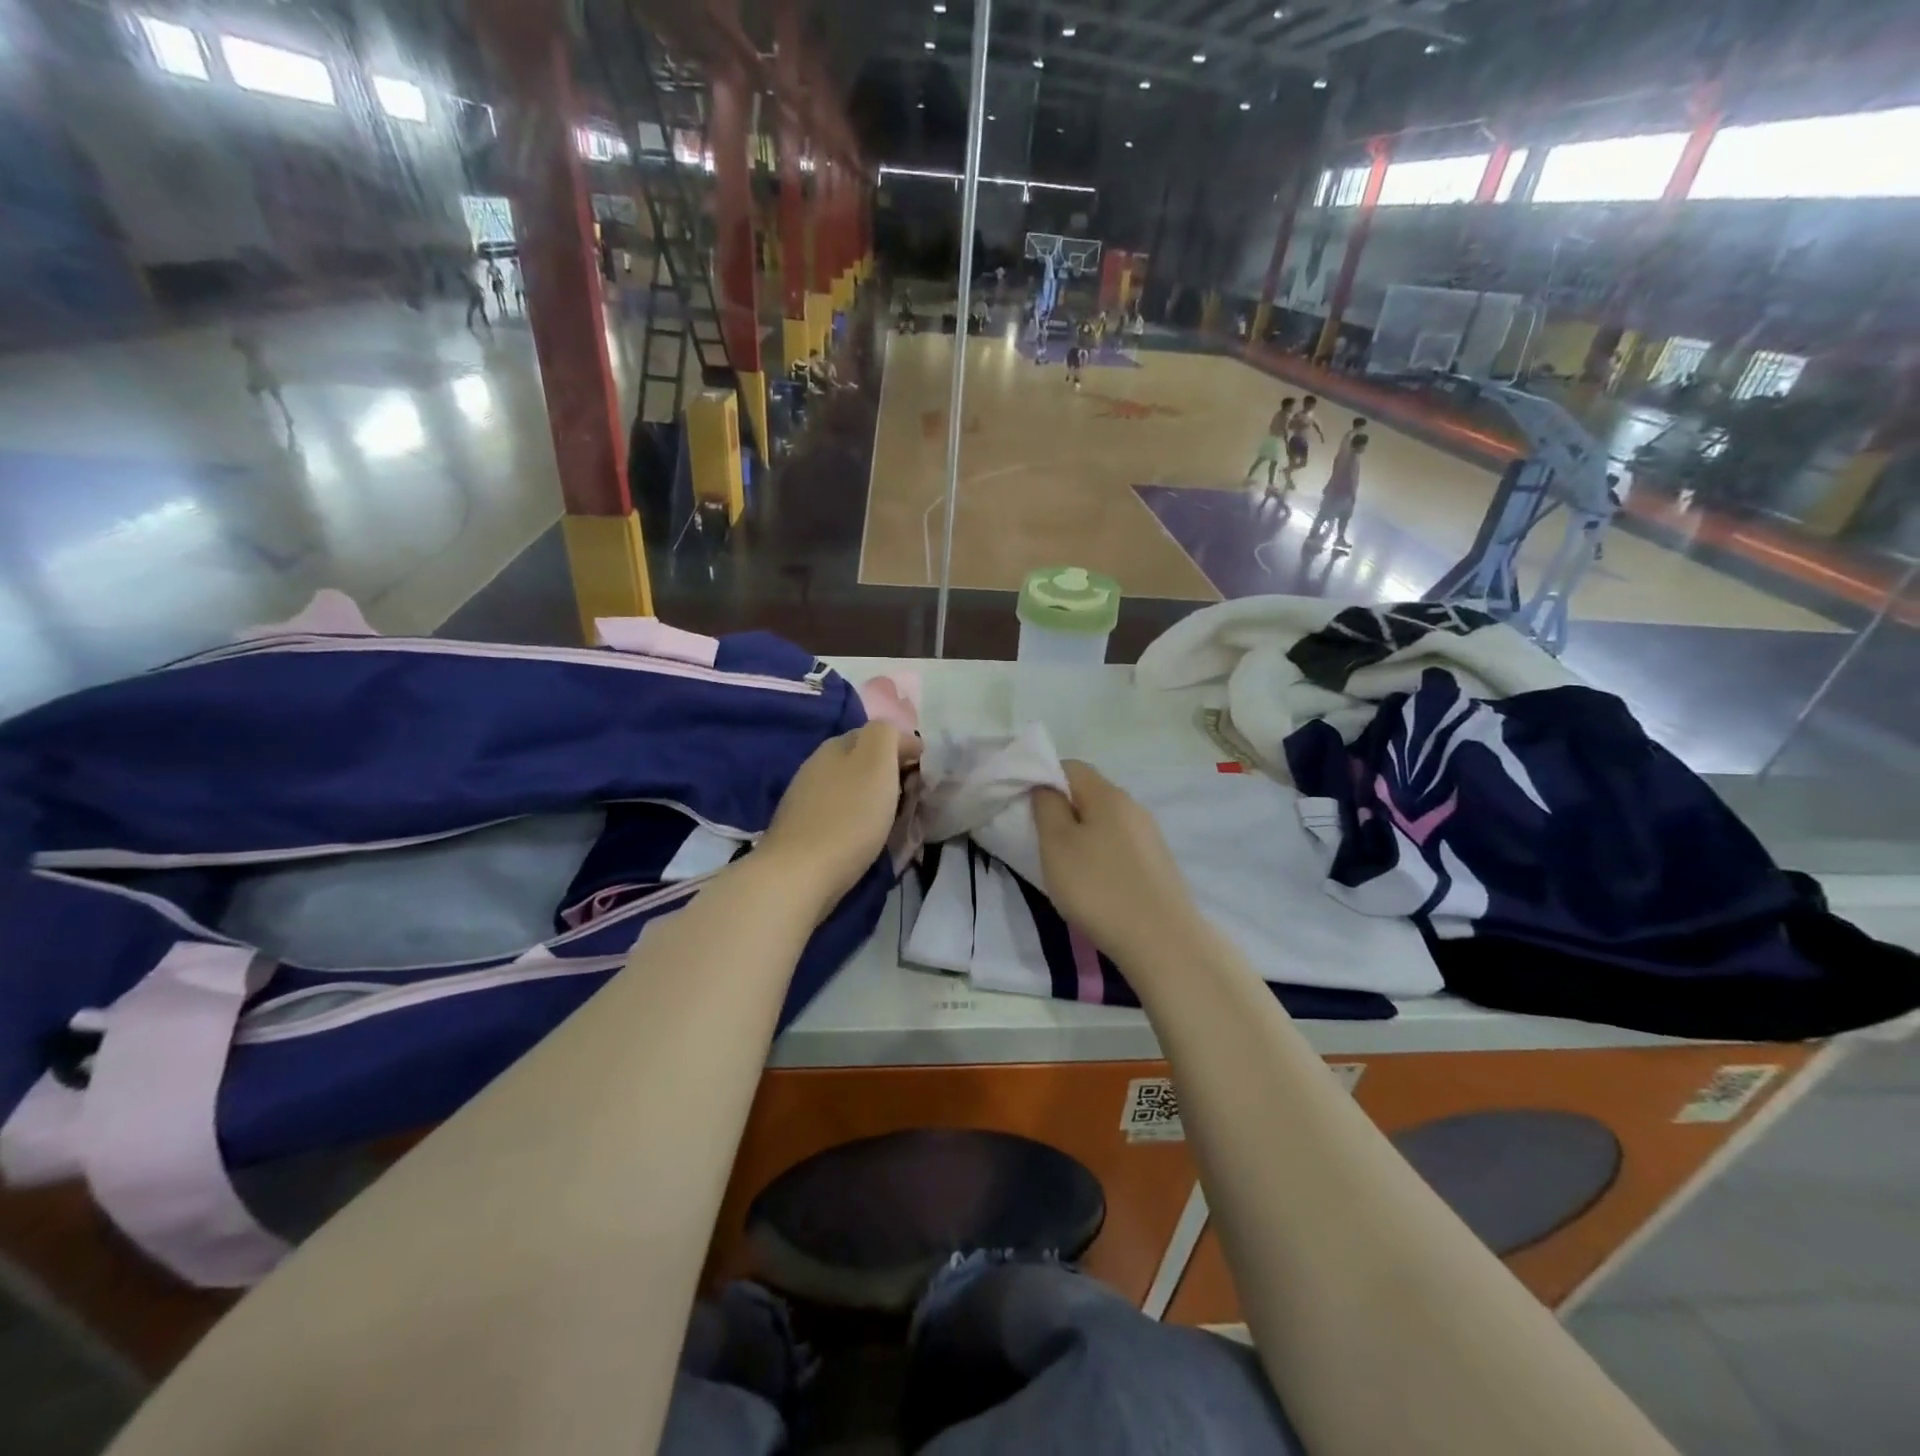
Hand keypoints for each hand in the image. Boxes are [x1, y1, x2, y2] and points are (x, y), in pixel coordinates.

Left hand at [759, 723, 920, 920]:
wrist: (800, 875)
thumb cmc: (849, 817)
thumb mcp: (876, 762)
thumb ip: (886, 735)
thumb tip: (897, 738)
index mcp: (836, 745)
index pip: (879, 734)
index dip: (907, 748)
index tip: (927, 774)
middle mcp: (817, 765)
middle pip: (863, 761)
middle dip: (891, 773)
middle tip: (914, 798)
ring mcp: (806, 798)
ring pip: (851, 787)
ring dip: (875, 797)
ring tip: (894, 819)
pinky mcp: (802, 830)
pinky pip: (840, 812)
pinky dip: (859, 817)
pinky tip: (866, 835)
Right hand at [1031, 761, 1206, 965]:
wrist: (1162, 941)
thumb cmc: (1098, 888)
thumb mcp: (1056, 845)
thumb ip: (1047, 807)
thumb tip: (1046, 787)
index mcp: (1108, 795)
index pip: (1071, 766)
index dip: (1043, 779)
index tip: (1026, 808)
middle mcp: (1133, 806)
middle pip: (1090, 794)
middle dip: (1062, 810)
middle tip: (1041, 840)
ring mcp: (1149, 836)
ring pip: (1105, 821)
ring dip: (1082, 835)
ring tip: (1065, 866)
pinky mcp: (1157, 863)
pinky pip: (1120, 845)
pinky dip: (1101, 855)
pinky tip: (1095, 884)